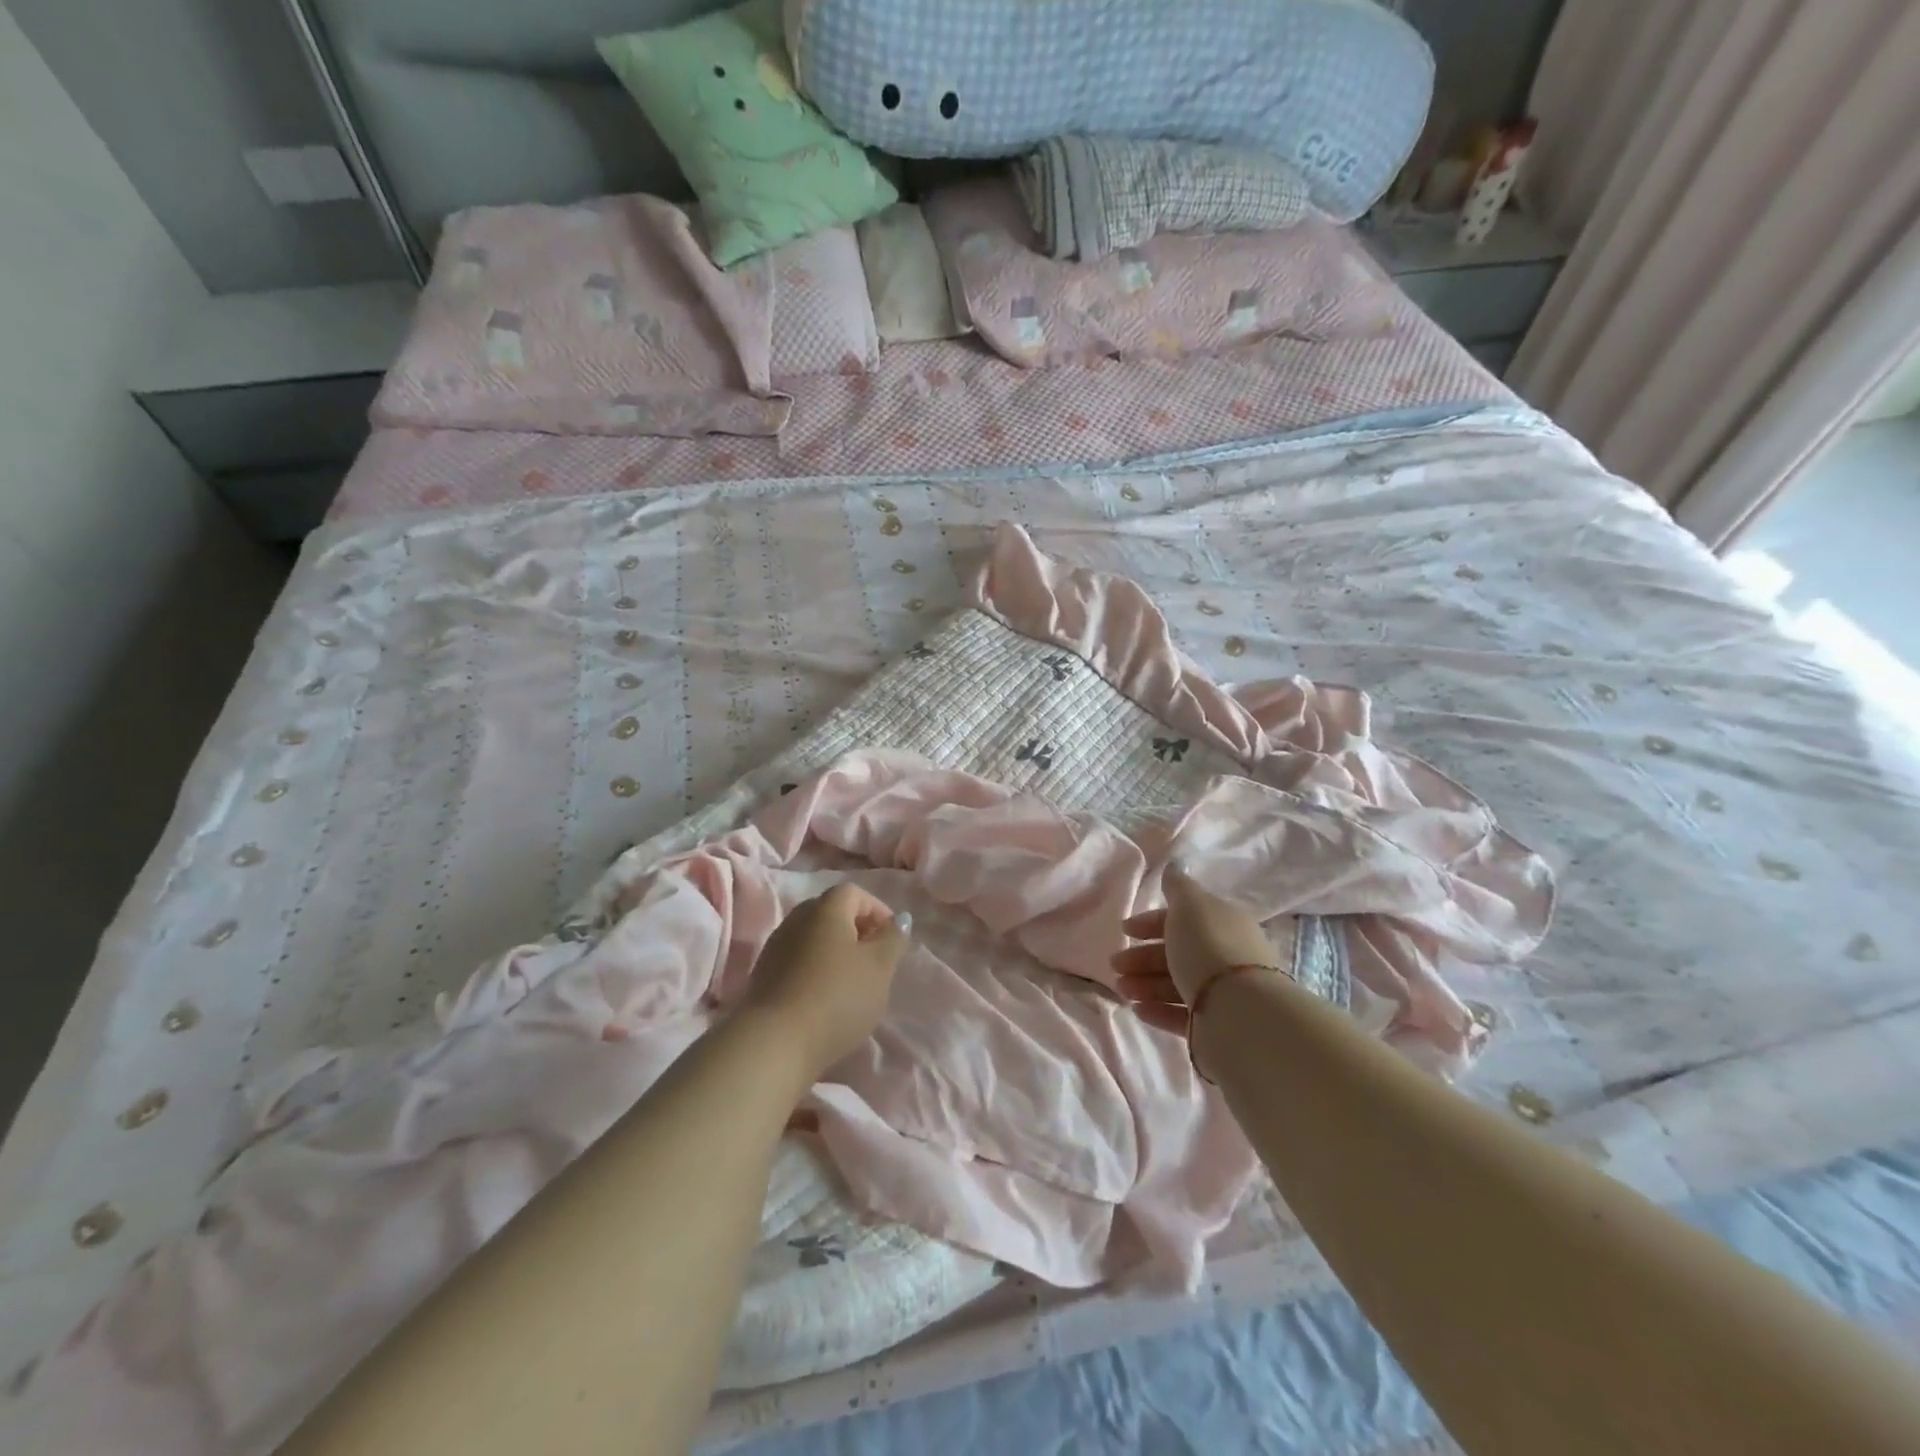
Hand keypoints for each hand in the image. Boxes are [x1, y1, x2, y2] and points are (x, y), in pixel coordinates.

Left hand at [738, 883, 907, 1079]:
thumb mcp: (879, 968)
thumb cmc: (837, 997)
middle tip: (874, 959)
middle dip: (856, 930)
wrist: (774, 1042)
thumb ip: (892, 939)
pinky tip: (825, 998)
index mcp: (826, 909)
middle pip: (831, 912)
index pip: (854, 893)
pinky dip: (815, 970)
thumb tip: (899, 919)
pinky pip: (797, 960)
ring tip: (851, 983)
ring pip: (813, 938)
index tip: (891, 939)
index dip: (877, 910)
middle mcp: (797, 919)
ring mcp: (776, 947)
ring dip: (835, 952)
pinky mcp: (764, 975)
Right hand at [1112, 863, 1279, 1033]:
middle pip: (1177, 952)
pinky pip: (1182, 1014)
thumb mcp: (1190, 905)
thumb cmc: (1209, 947)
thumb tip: (1174, 866)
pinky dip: (1158, 1009)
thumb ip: (1177, 886)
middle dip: (1143, 957)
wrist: (1240, 1010)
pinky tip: (1138, 1009)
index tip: (1124, 930)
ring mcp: (1222, 993)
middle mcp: (1226, 956)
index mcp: (1223, 923)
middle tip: (1115, 964)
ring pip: (1176, 983)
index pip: (1183, 918)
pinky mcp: (1216, 1025)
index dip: (1151, 921)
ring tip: (1122, 989)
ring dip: (1145, 983)